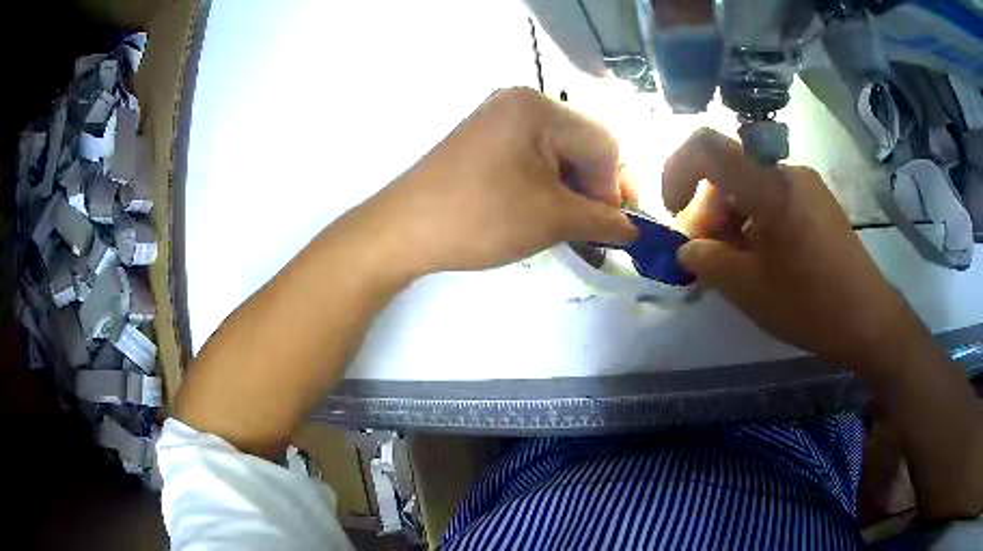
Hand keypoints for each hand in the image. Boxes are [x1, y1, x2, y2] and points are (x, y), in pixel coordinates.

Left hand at [362, 88, 637, 275]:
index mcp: (538, 107)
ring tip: (569, 226)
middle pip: (582, 143)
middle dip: (594, 188)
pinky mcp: (483, 139)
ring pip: (558, 152)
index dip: (617, 186)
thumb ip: (604, 220)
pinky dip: (547, 184)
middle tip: (594, 228)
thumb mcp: (552, 219)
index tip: (614, 226)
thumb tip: (634, 228)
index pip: (604, 142)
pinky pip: (532, 156)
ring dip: (572, 189)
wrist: (401, 231)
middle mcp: (519, 102)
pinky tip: (545, 211)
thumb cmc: (480, 218)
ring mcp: (497, 118)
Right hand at [664, 129, 914, 373]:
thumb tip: (687, 249)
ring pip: (751, 186)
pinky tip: (765, 258)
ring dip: (732, 219)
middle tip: (709, 255)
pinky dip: (756, 221)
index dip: (677, 170)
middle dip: (707, 209)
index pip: (706, 146)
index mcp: (769, 186)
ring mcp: (806, 185)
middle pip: (728, 171)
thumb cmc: (808, 304)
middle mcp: (787, 172)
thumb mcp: (747, 289)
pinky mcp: (818, 201)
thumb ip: (706, 261)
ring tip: (739, 263)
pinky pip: (774, 197)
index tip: (675, 212)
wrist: (867, 319)